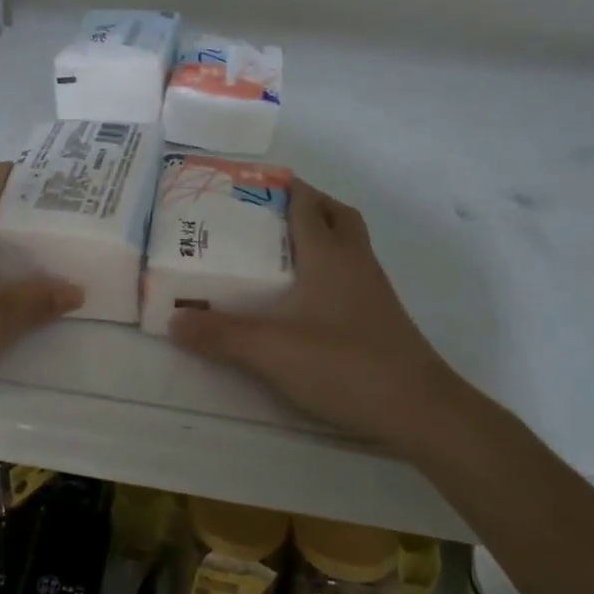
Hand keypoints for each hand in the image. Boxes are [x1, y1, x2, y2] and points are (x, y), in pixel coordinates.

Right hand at [170, 179, 464, 446]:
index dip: (280, 187)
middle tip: (265, 216)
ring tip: (277, 253)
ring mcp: (372, 289)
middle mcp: (354, 261)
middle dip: (304, 205)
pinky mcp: (378, 316)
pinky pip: (350, 273)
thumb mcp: (271, 350)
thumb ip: (221, 334)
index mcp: (329, 254)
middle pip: (334, 214)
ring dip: (318, 235)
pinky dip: (327, 268)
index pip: (305, 203)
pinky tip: (303, 298)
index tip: (247, 185)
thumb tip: (173, 320)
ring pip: (347, 243)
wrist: (420, 409)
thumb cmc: (345, 364)